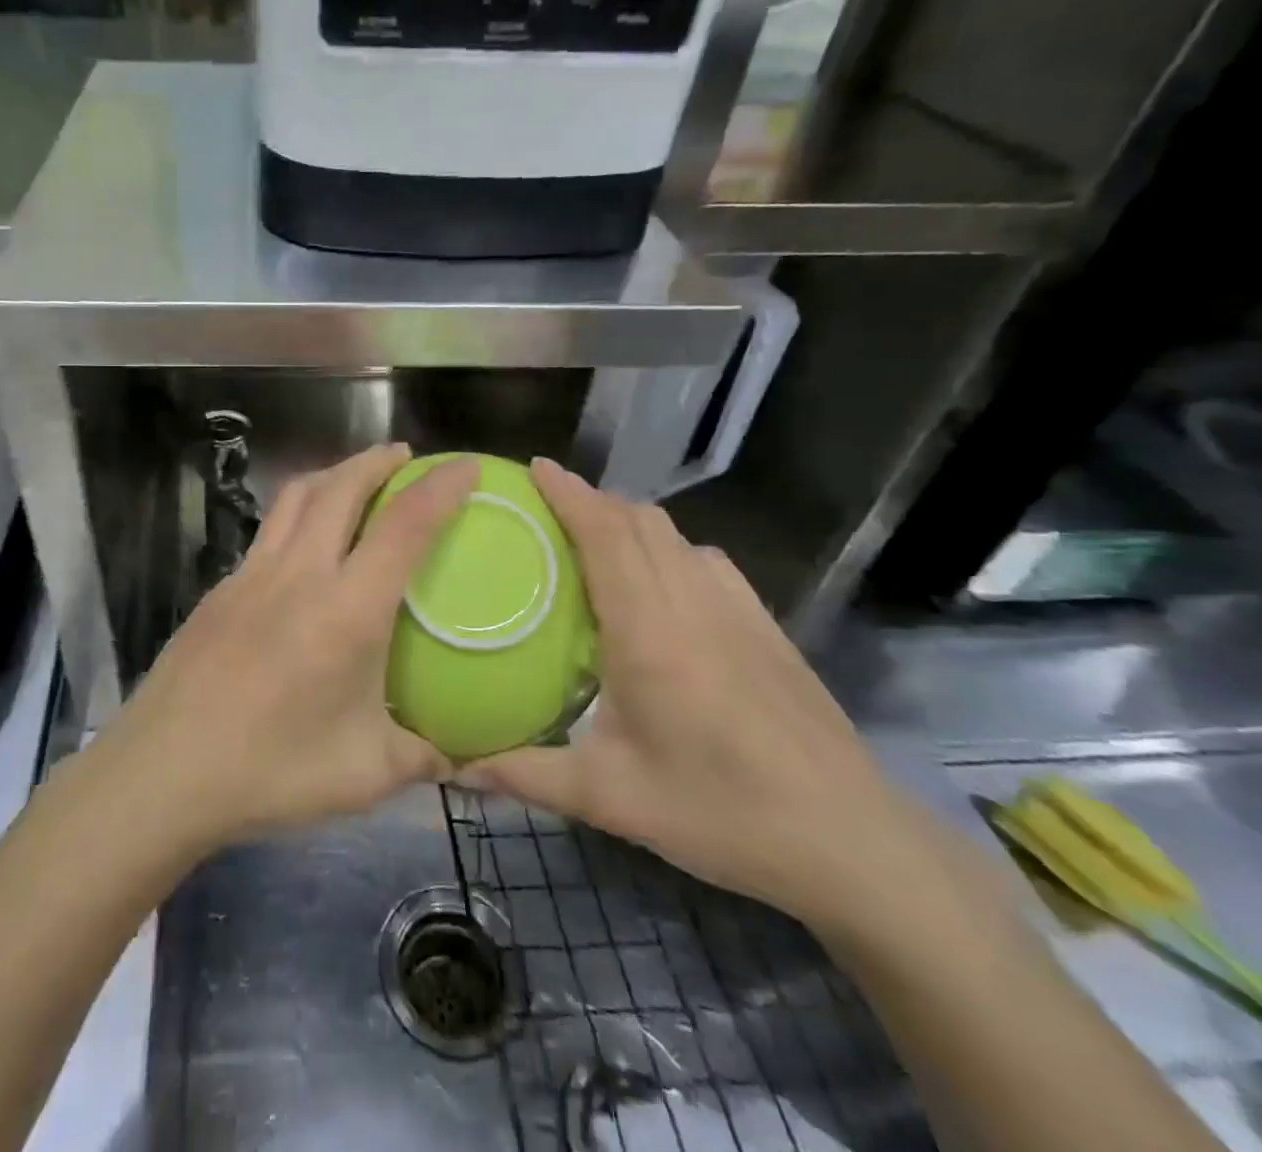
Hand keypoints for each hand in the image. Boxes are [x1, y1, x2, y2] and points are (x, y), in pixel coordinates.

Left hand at [97, 445, 477, 850]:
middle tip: (404, 457)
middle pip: (341, 487)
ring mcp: (252, 575)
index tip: (465, 466)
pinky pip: (268, 531)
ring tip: (355, 478)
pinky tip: (303, 547)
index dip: (440, 488)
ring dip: (333, 474)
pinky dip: (297, 514)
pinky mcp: (220, 588)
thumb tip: (460, 757)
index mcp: (347, 610)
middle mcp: (299, 574)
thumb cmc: (272, 770)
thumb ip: (421, 757)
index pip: (404, 526)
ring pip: (296, 498)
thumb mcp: (364, 774)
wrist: (165, 770)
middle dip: (377, 460)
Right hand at [464, 458, 951, 936]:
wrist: (852, 841)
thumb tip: (455, 770)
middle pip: (639, 522)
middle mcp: (691, 603)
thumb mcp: (611, 799)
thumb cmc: (720, 811)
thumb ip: (525, 775)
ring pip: (675, 536)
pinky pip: (707, 561)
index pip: (605, 535)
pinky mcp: (766, 627)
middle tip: (547, 505)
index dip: (570, 494)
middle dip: (592, 499)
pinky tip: (661, 580)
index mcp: (648, 631)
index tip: (536, 467)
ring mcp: (737, 610)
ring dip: (630, 520)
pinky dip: (670, 546)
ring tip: (594, 535)